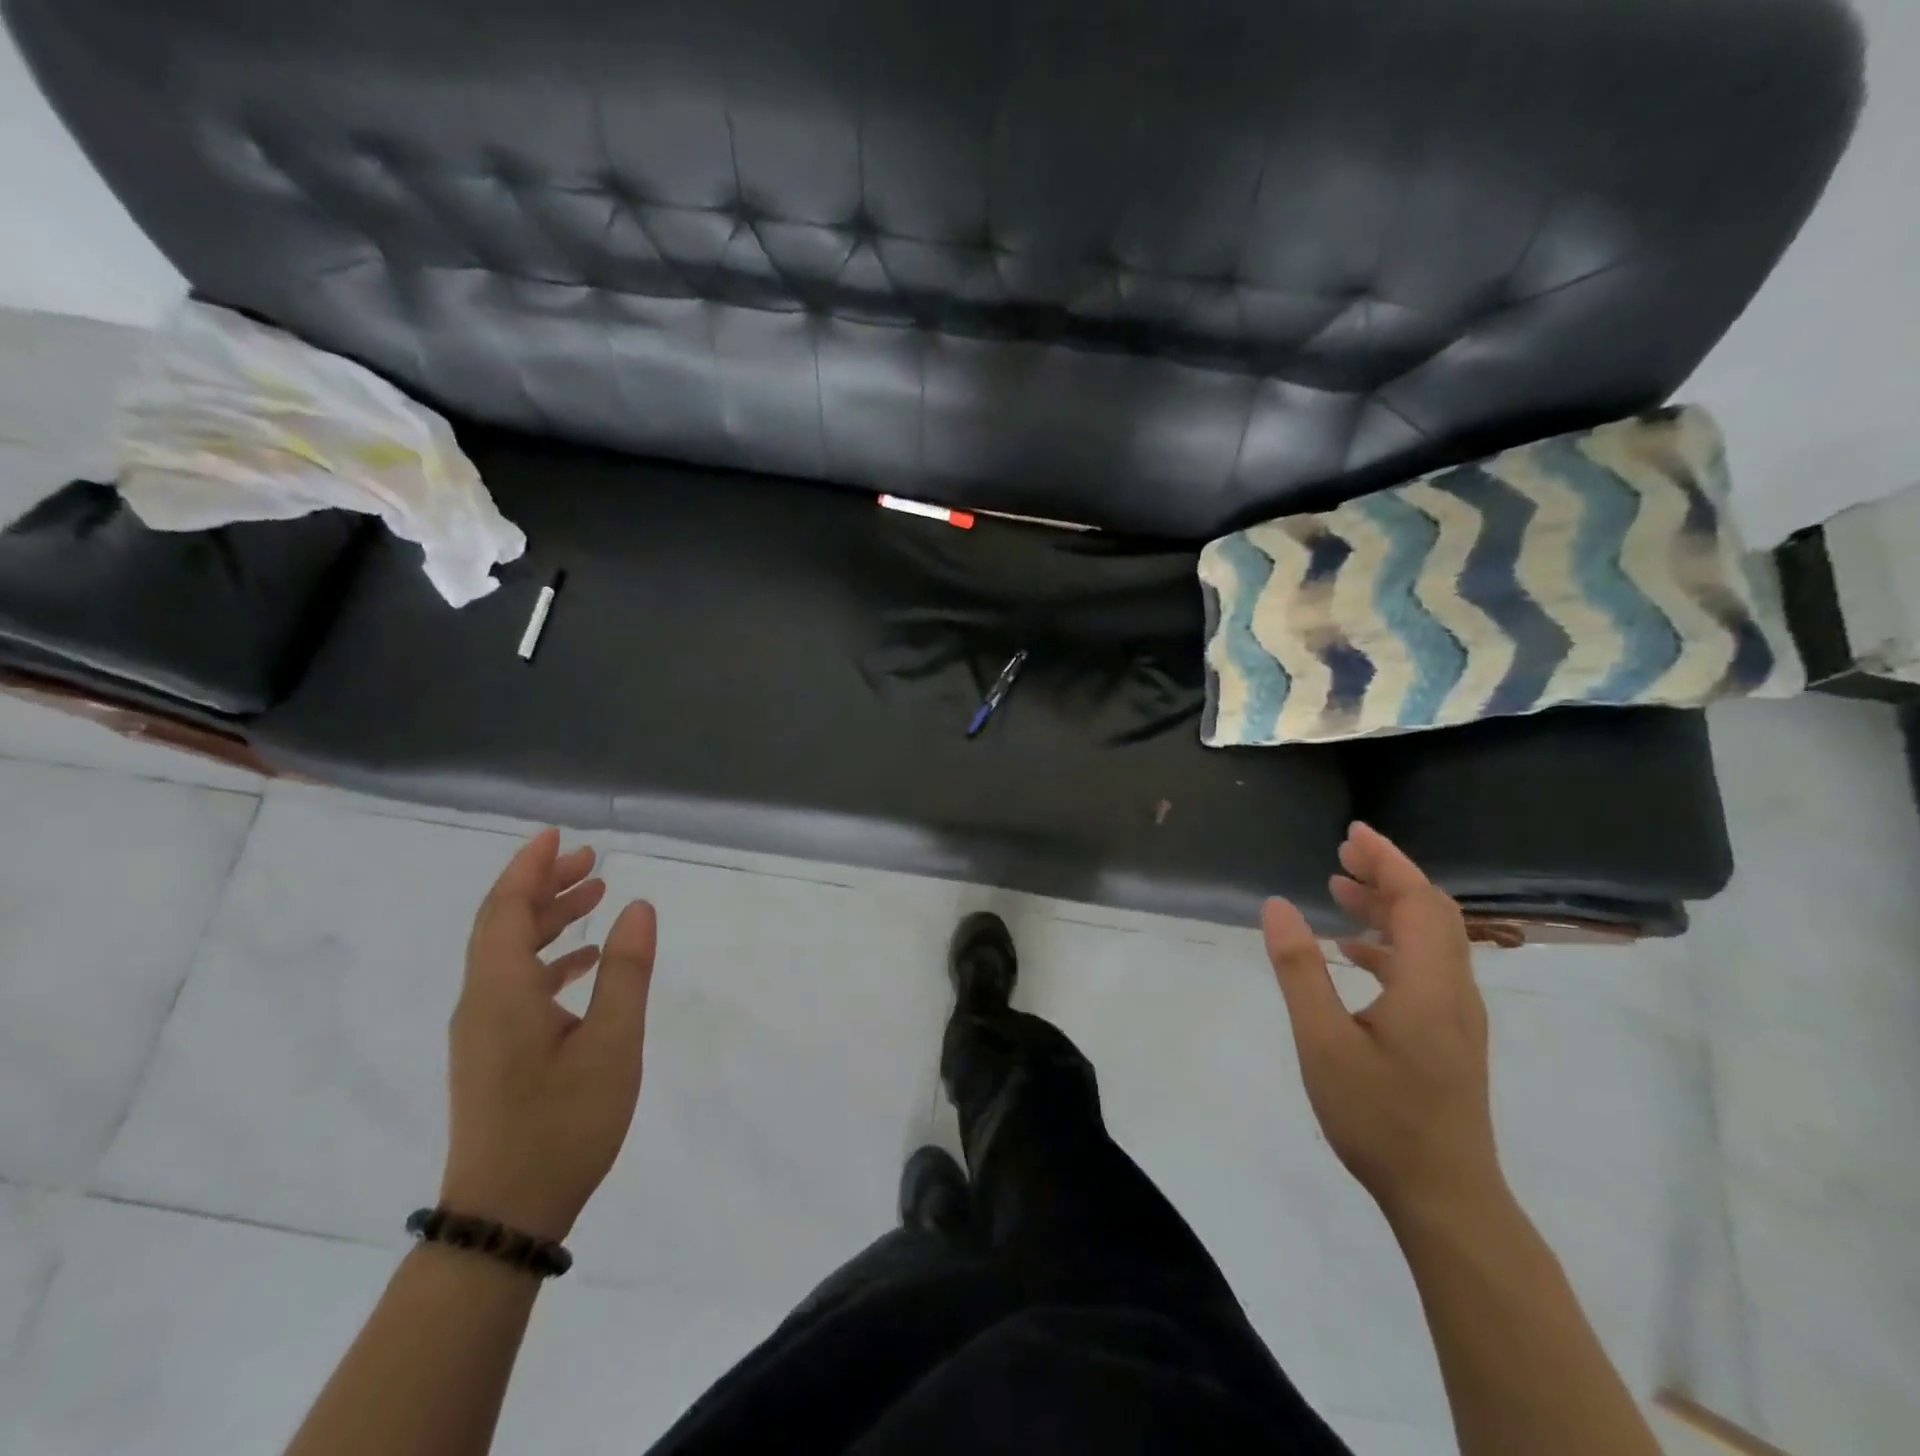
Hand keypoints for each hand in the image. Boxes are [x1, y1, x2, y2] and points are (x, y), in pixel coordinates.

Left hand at [439, 828, 656, 1241]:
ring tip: (595, 895)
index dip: (528, 867)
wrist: (506, 1216)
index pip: (505, 910)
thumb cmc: (562, 1125)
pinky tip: (586, 962)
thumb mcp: (611, 1044)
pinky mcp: (494, 1052)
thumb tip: (638, 907)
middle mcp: (481, 1002)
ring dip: (548, 918)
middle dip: (543, 885)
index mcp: (501, 993)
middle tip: (591, 860)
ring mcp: (484, 1030)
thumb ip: (625, 971)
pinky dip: (550, 957)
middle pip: (503, 924)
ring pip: (510, 953)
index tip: (558, 834)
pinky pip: (516, 982)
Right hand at [1262, 823, 1504, 1225]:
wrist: (1446, 1197)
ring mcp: (1457, 1014)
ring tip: (1340, 890)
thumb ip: (1300, 970)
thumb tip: (1277, 905)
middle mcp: (1453, 989)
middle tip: (1341, 855)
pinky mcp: (1450, 1034)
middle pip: (1431, 912)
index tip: (1352, 833)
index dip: (1387, 860)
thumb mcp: (1323, 1041)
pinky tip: (1354, 953)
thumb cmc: (1379, 1117)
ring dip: (1389, 907)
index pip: (1416, 900)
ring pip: (1431, 939)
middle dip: (1388, 875)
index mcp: (1428, 983)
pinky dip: (1391, 943)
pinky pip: (1426, 966)